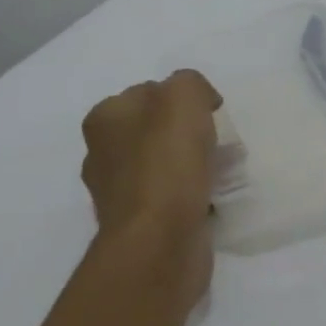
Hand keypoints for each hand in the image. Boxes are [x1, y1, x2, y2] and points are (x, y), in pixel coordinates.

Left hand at [80, 70, 221, 309]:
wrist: (160, 242)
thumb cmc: (167, 164)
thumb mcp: (183, 98)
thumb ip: (189, 84)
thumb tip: (198, 102)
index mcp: (105, 119)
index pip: (149, 92)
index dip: (183, 99)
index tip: (211, 115)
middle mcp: (103, 153)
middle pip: (156, 130)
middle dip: (188, 134)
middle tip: (219, 144)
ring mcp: (118, 192)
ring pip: (164, 165)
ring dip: (191, 166)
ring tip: (222, 172)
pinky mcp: (138, 224)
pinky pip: (170, 197)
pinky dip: (190, 195)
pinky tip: (210, 199)